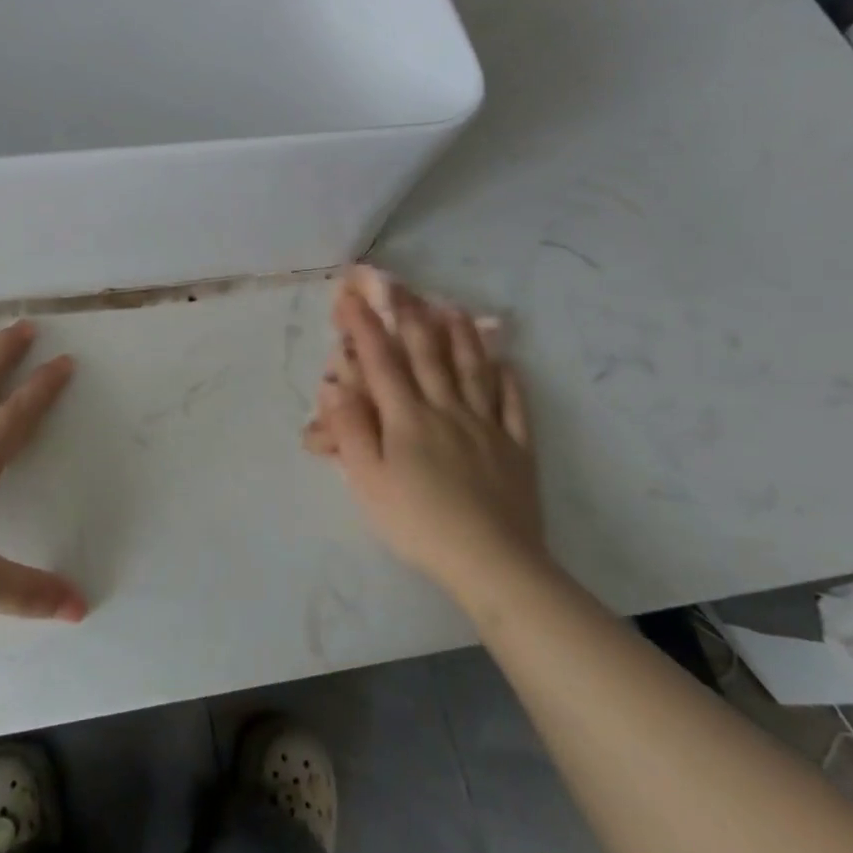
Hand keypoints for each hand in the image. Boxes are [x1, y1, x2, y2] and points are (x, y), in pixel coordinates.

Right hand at [310, 279, 546, 588]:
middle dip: (413, 320)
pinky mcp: (517, 450)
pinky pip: (514, 407)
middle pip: (429, 357)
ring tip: (454, 309)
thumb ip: (352, 431)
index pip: (381, 362)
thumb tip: (335, 387)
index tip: (351, 298)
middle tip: (406, 290)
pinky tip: (508, 365)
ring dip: (462, 338)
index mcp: (407, 418)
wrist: (492, 562)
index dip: (364, 327)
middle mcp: (447, 410)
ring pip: (473, 372)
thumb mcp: (369, 482)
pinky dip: (510, 382)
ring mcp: (487, 428)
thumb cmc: (419, 523)